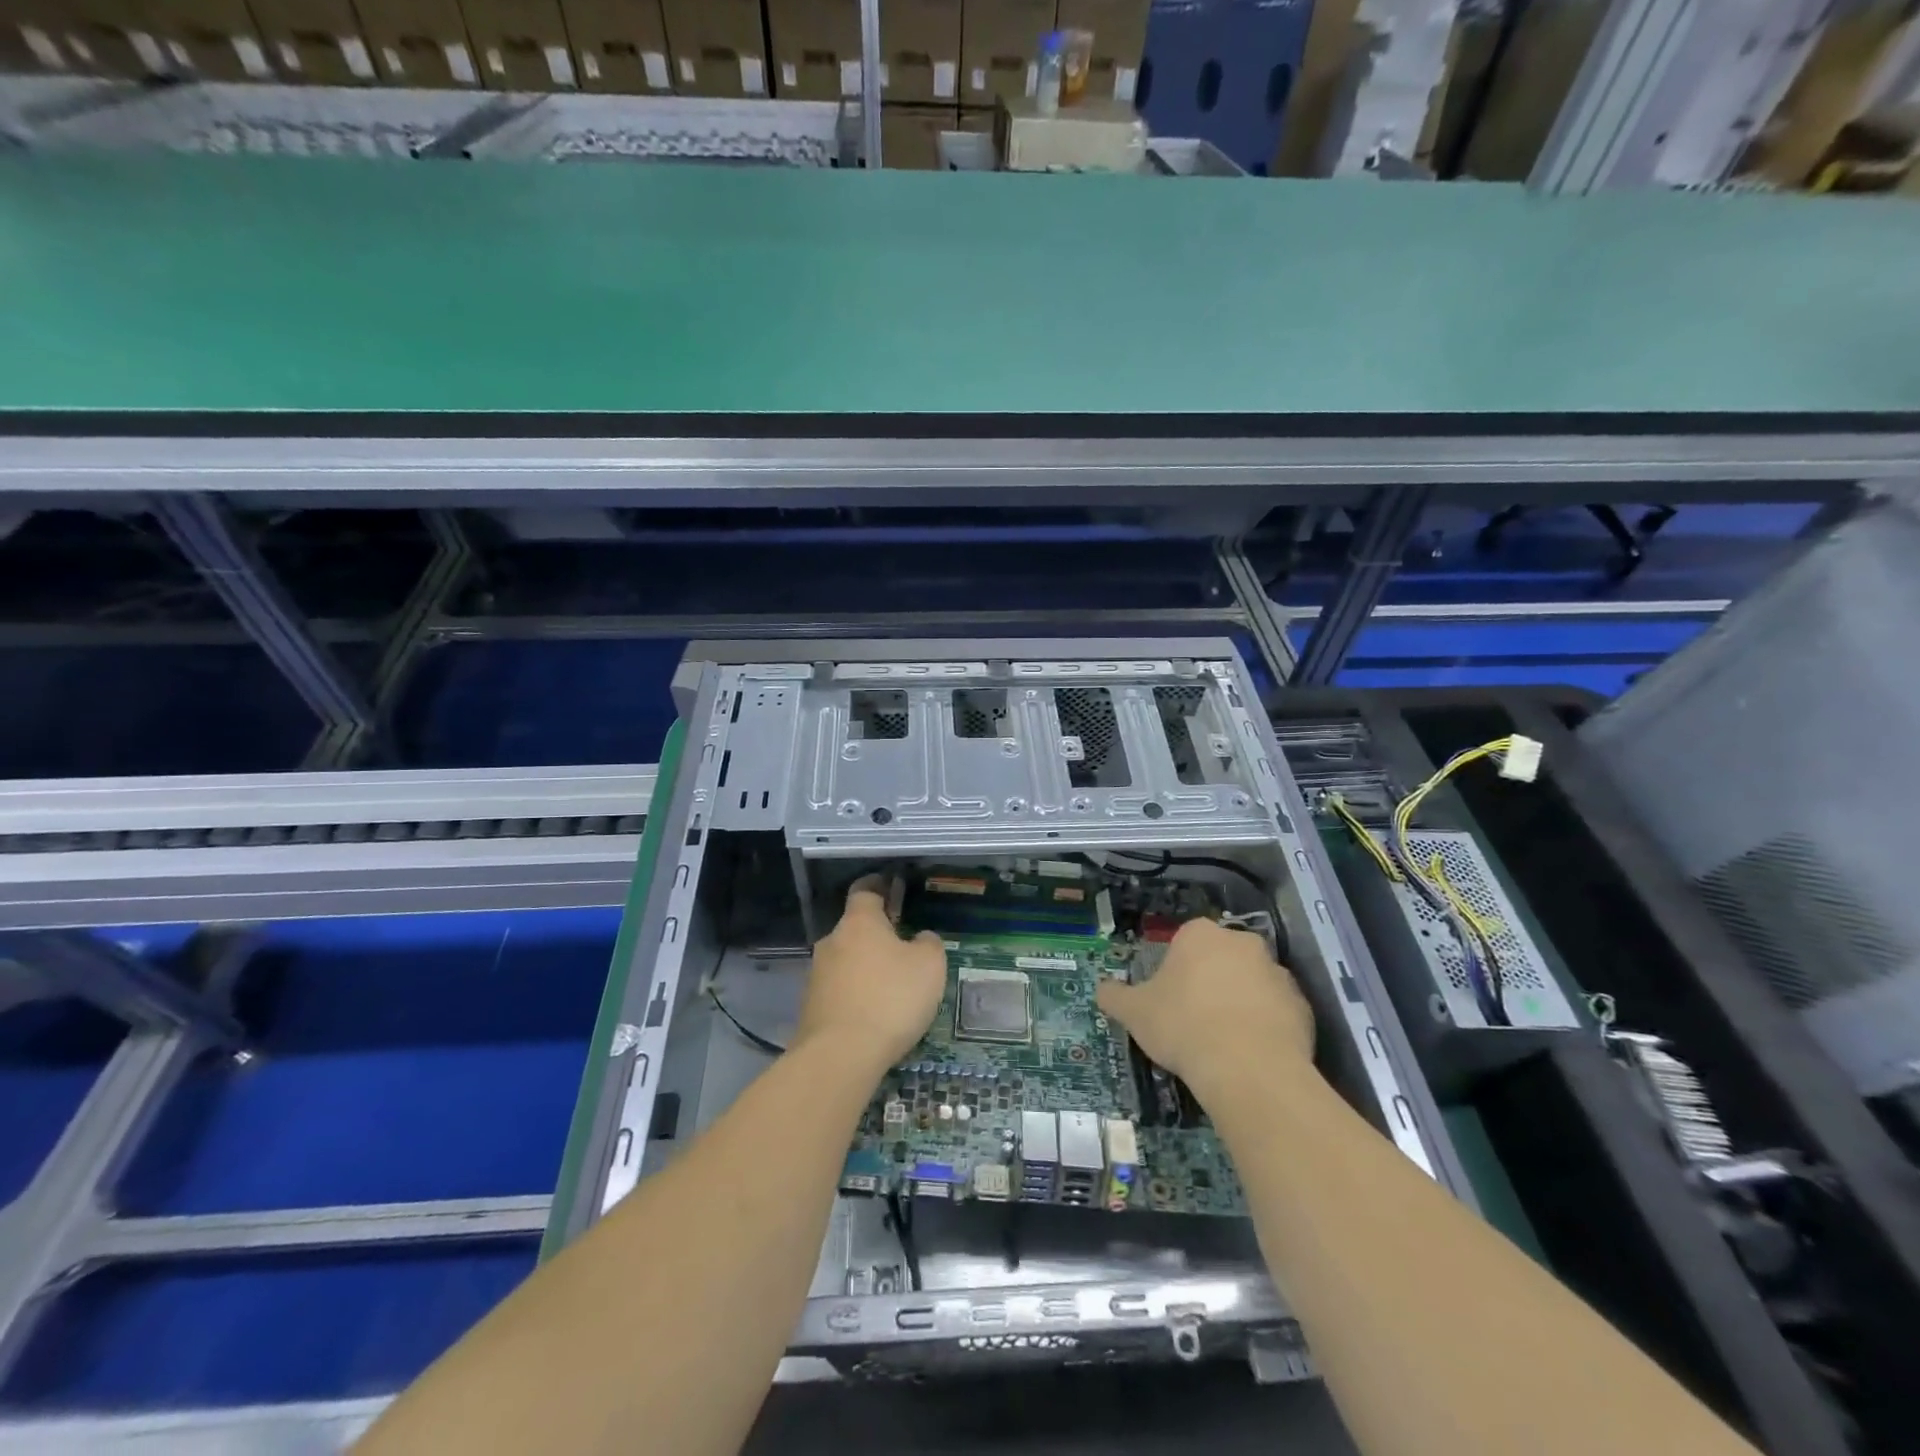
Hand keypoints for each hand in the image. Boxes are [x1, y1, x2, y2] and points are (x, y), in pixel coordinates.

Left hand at [795, 879, 946, 1074]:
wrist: (840, 1055)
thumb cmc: (890, 998)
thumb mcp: (929, 966)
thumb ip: (928, 943)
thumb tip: (920, 939)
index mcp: (859, 922)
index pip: (864, 890)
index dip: (878, 886)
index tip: (889, 886)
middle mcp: (832, 941)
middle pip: (855, 929)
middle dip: (876, 936)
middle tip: (902, 950)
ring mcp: (816, 974)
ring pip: (846, 961)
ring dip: (865, 968)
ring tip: (891, 989)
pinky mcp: (810, 1007)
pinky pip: (839, 990)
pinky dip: (855, 995)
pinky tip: (873, 1015)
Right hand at [1096, 918, 1313, 1096]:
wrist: (1248, 1069)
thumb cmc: (1183, 1026)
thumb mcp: (1135, 1012)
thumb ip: (1114, 996)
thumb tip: (1100, 989)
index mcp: (1200, 935)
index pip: (1184, 941)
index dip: (1175, 969)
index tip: (1169, 998)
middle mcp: (1242, 943)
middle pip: (1221, 958)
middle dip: (1210, 981)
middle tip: (1194, 1018)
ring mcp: (1278, 973)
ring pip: (1252, 983)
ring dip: (1240, 1002)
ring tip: (1224, 1042)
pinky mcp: (1302, 1006)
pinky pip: (1278, 1012)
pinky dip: (1266, 1026)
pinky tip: (1250, 1055)